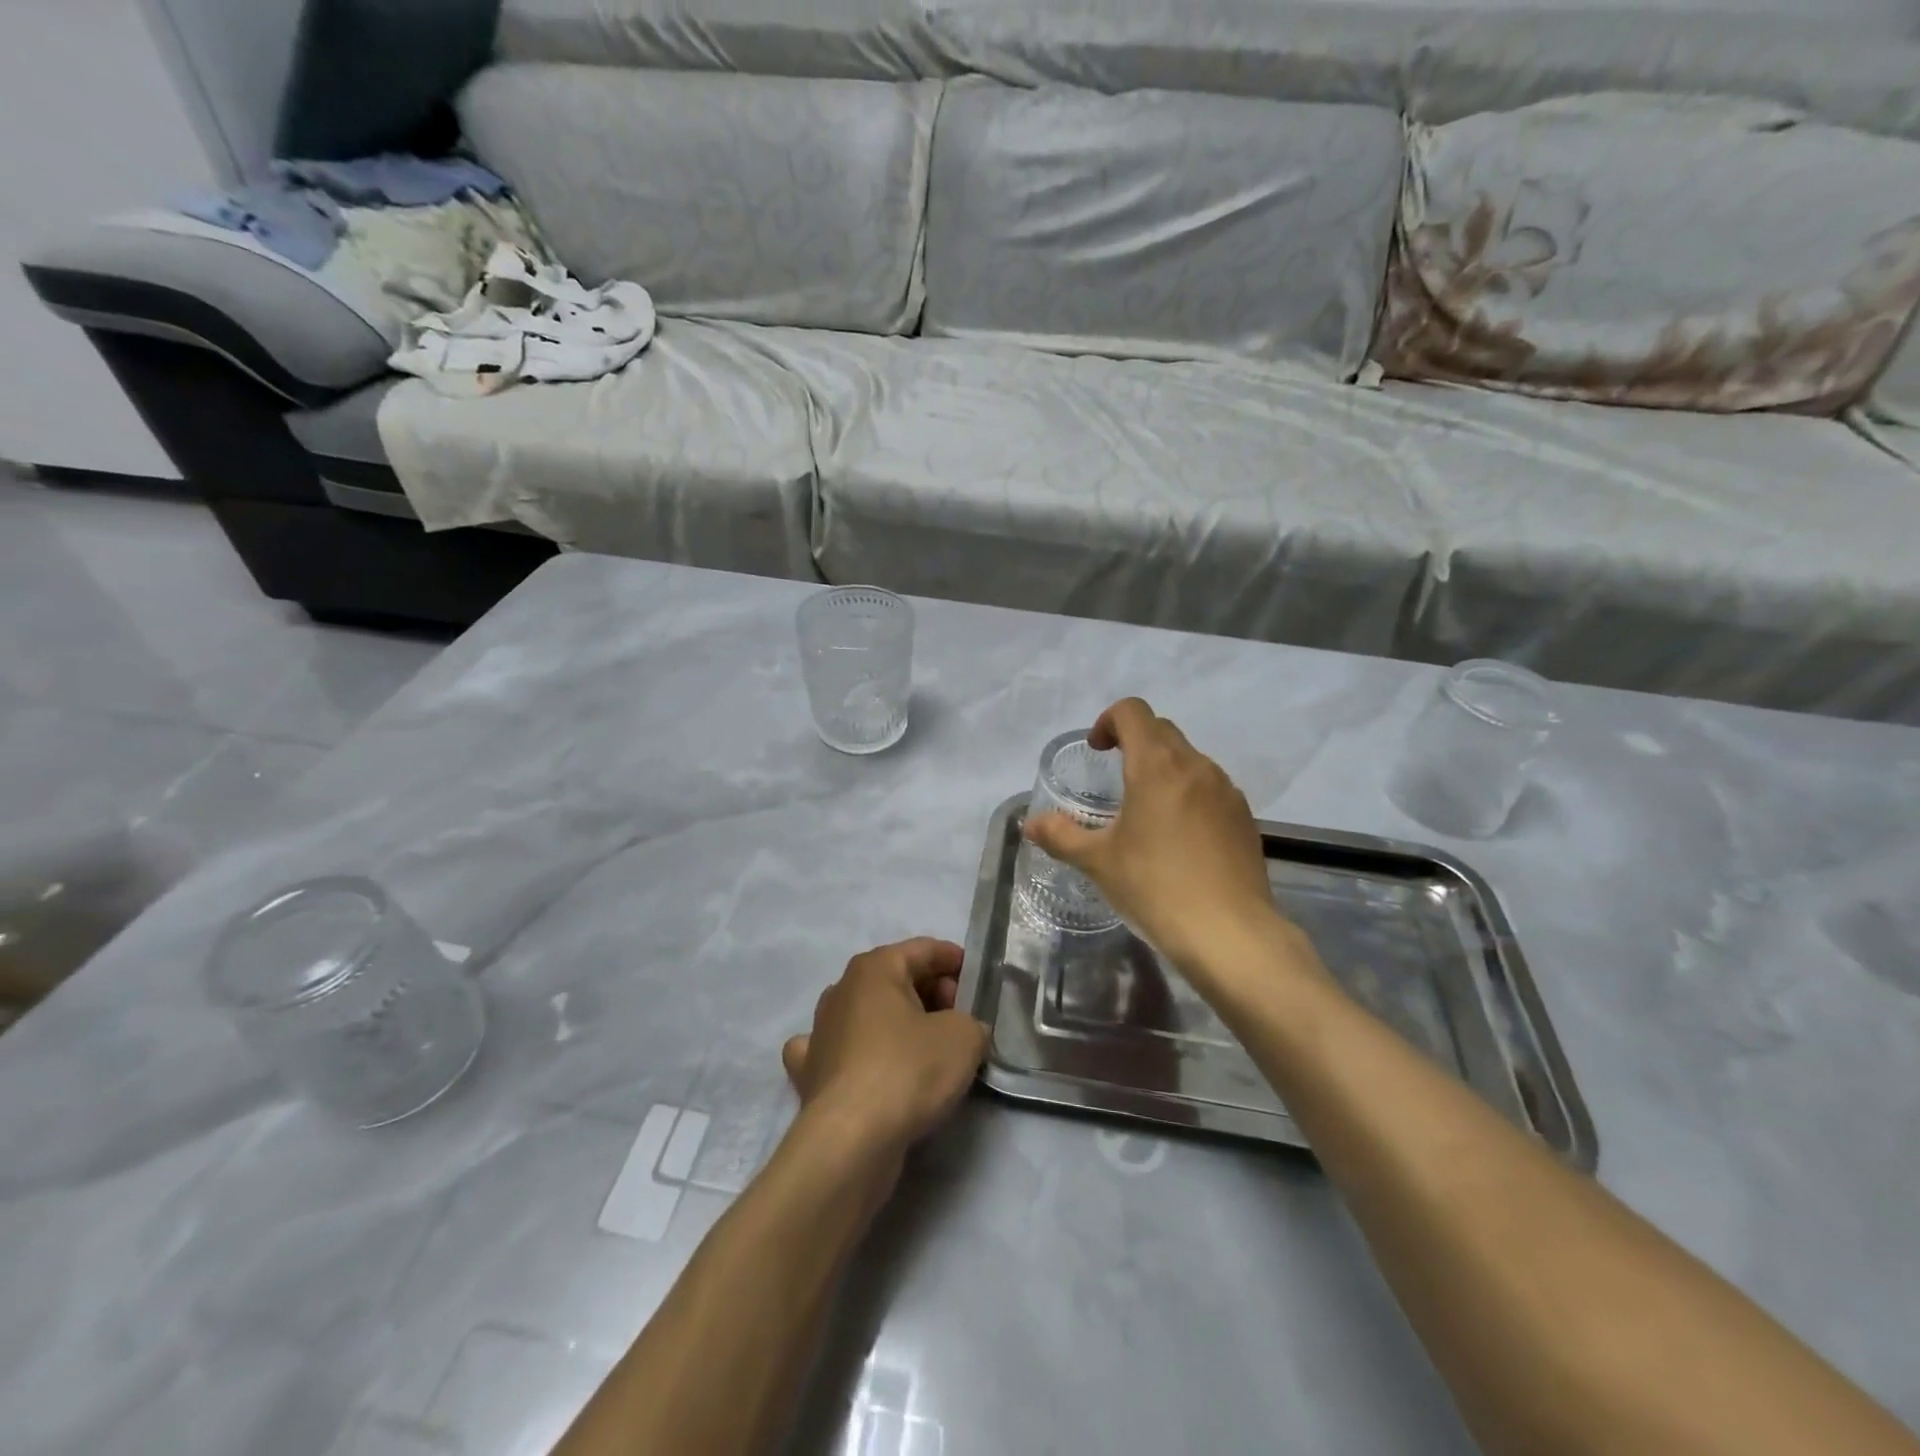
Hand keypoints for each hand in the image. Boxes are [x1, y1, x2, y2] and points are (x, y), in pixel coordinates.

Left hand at [782, 938, 989, 1158]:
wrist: (852, 1140)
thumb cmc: (909, 1070)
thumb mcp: (963, 1037)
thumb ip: (971, 1022)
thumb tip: (963, 1030)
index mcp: (875, 967)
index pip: (924, 949)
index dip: (955, 961)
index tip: (978, 982)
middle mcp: (841, 989)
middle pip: (896, 979)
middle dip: (931, 993)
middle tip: (961, 1020)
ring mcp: (819, 1030)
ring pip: (866, 1013)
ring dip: (895, 1023)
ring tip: (927, 1048)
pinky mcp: (810, 1072)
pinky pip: (838, 1050)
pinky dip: (854, 1052)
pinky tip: (866, 1066)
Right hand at [1025, 699, 1314, 984]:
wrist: (1230, 934)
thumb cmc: (1156, 887)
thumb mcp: (1098, 862)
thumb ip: (1061, 835)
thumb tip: (1031, 824)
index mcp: (1157, 766)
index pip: (1133, 712)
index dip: (1108, 721)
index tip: (1096, 751)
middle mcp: (1196, 766)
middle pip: (1161, 731)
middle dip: (1134, 742)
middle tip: (1114, 777)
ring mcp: (1226, 791)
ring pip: (1189, 760)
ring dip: (1163, 769)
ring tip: (1146, 812)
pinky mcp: (1244, 818)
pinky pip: (1210, 789)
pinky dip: (1188, 795)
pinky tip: (1179, 839)